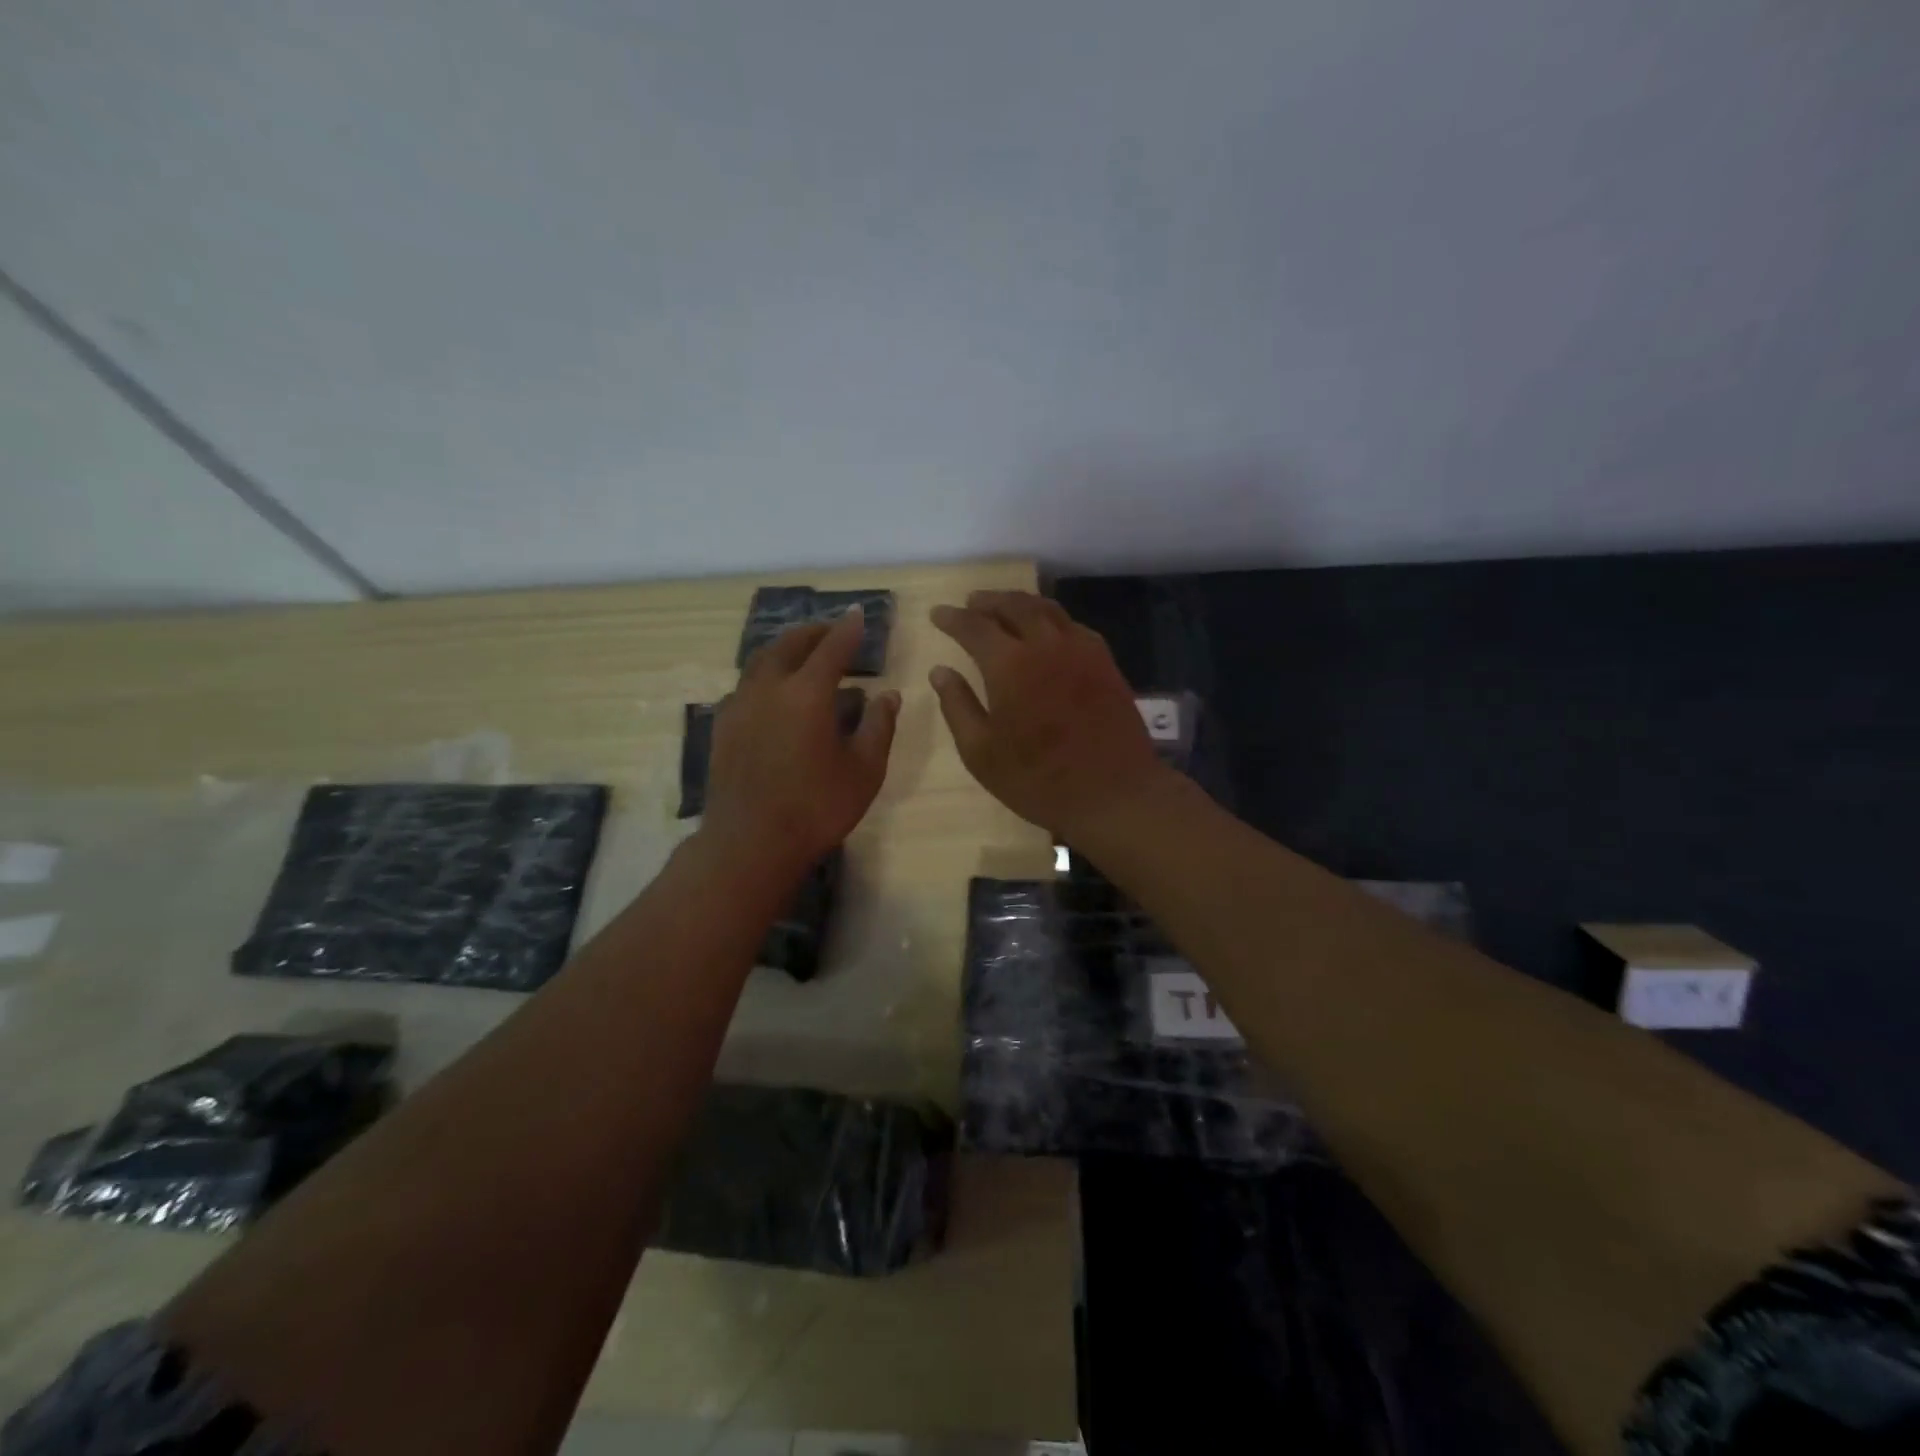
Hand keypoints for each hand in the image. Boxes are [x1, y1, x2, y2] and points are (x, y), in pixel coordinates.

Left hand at [702, 609, 899, 878]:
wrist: (749, 843)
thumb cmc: (817, 808)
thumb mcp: (864, 770)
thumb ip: (878, 726)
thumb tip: (888, 694)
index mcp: (807, 693)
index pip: (832, 648)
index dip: (848, 629)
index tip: (859, 614)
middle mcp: (769, 688)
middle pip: (789, 645)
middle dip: (813, 633)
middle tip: (831, 632)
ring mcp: (739, 705)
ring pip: (761, 661)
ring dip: (785, 650)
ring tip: (802, 656)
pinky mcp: (723, 726)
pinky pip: (746, 685)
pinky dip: (765, 676)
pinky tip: (774, 695)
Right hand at [929, 591, 1171, 840]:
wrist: (1114, 793)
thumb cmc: (1038, 780)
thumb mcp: (981, 753)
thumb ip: (957, 706)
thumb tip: (940, 671)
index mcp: (1010, 665)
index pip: (975, 626)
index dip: (953, 618)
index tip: (937, 614)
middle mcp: (1046, 645)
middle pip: (1014, 606)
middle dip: (988, 601)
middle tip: (971, 603)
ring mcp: (1081, 651)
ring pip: (1047, 610)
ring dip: (1020, 603)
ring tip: (1004, 608)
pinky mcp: (1105, 663)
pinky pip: (1073, 626)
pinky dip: (1052, 619)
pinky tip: (1047, 631)